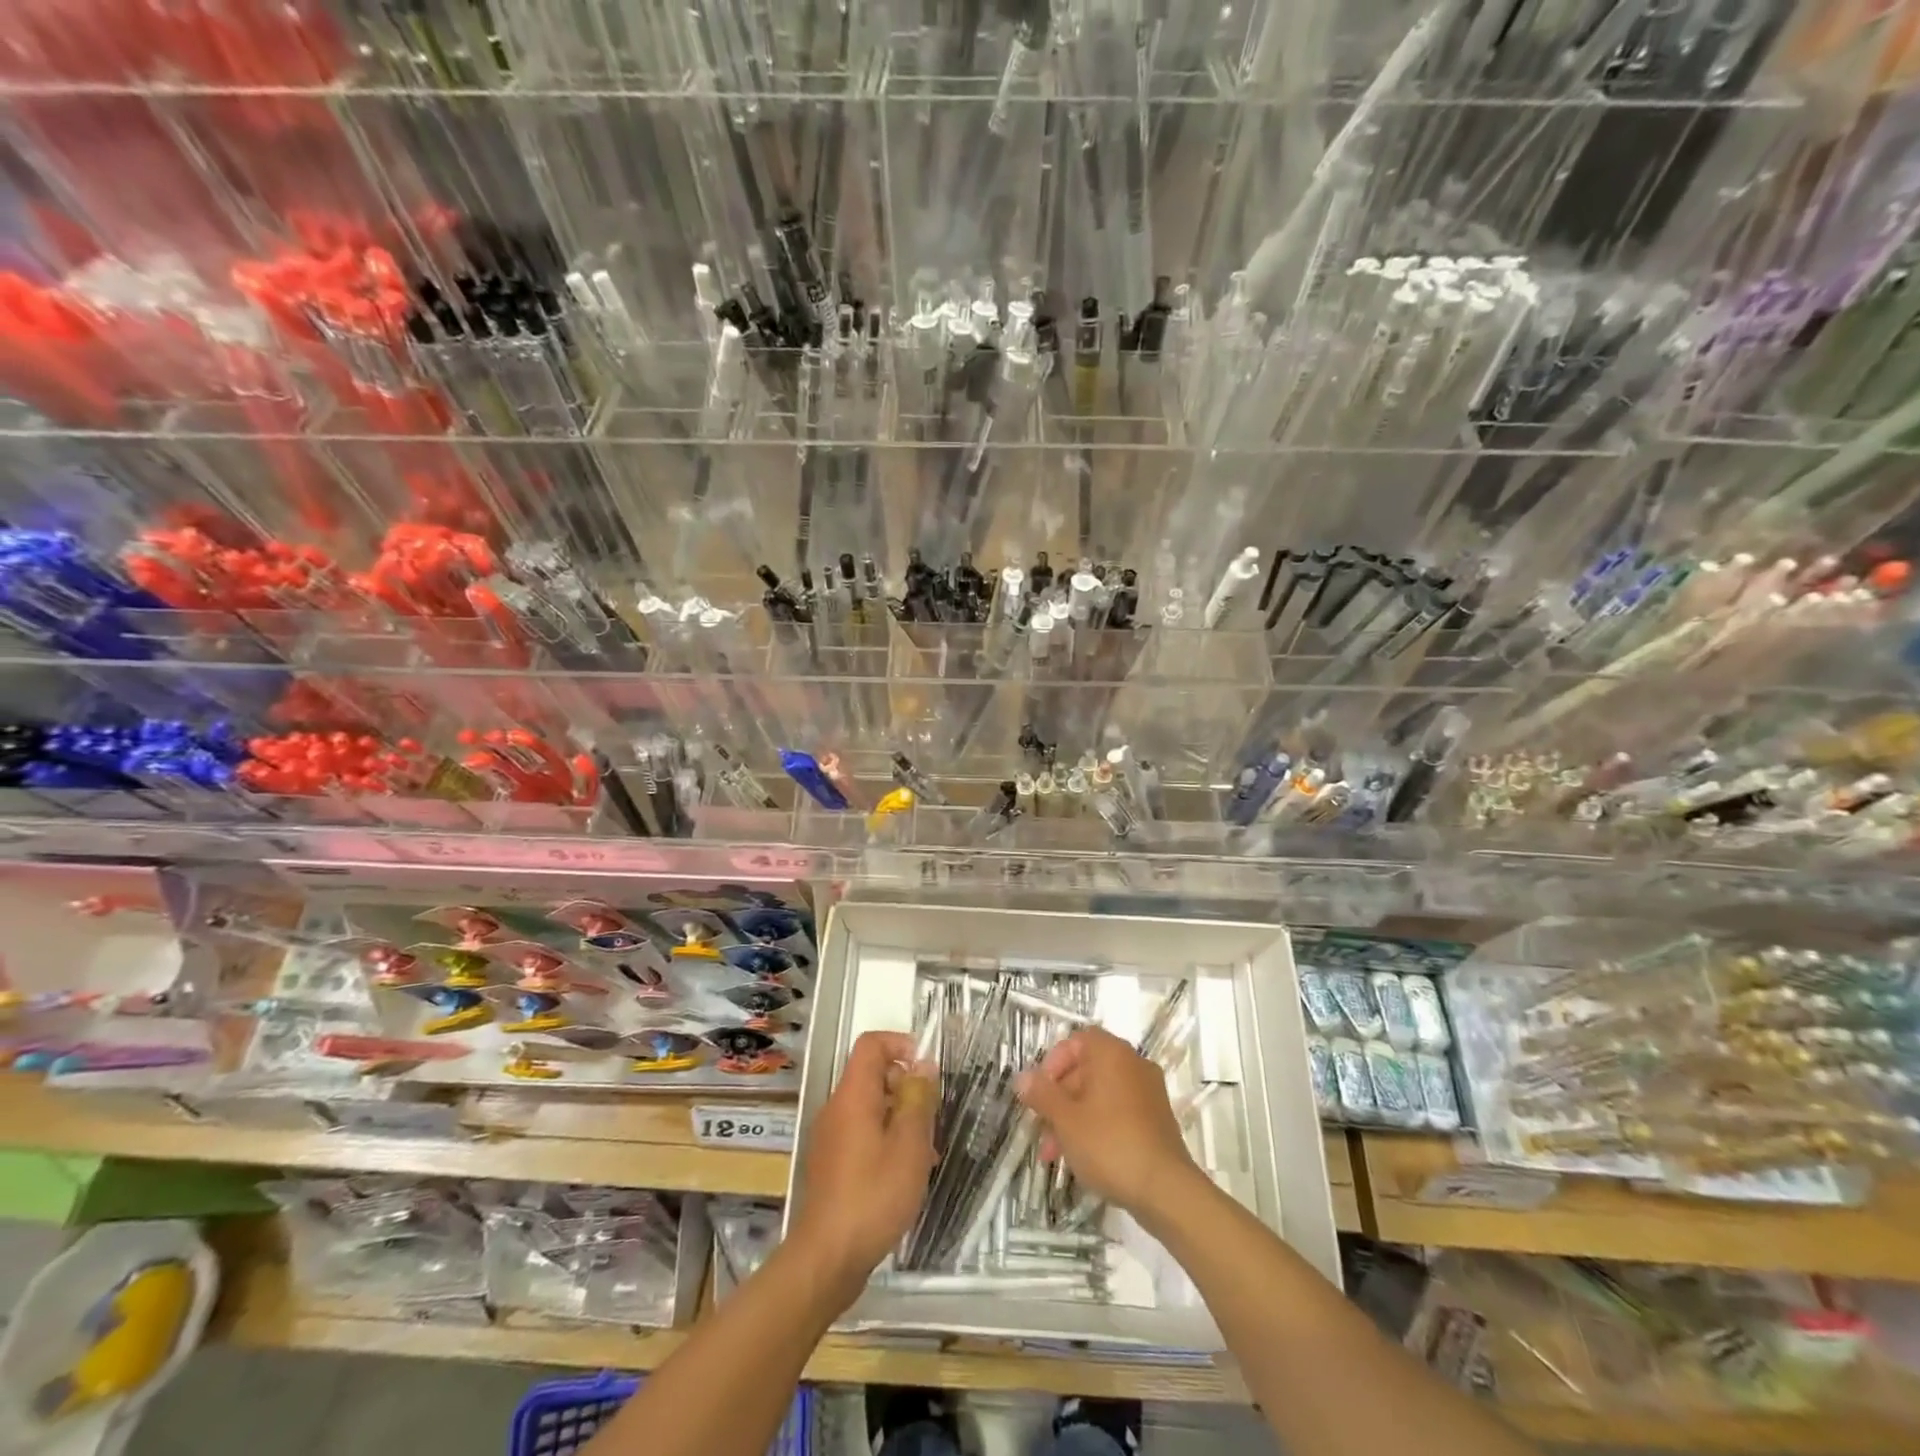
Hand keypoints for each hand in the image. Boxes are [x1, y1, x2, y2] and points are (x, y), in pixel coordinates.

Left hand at [790, 1031, 936, 1298]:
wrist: (827, 1258)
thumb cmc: (874, 1195)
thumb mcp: (909, 1146)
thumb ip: (918, 1100)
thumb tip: (923, 1066)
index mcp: (853, 1095)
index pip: (871, 1044)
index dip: (900, 1044)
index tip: (927, 1068)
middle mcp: (837, 1108)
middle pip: (872, 1076)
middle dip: (906, 1086)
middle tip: (932, 1116)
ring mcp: (831, 1137)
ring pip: (870, 1108)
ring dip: (900, 1117)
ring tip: (926, 1150)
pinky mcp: (831, 1165)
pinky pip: (862, 1134)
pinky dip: (886, 1140)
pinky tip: (906, 1174)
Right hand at [1015, 1027, 1203, 1222]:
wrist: (1166, 1190)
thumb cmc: (1109, 1144)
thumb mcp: (1066, 1119)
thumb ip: (1042, 1094)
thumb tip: (1022, 1077)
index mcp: (1112, 1053)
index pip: (1077, 1041)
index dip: (1054, 1062)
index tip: (1040, 1092)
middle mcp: (1133, 1064)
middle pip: (1087, 1069)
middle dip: (1059, 1099)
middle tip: (1042, 1130)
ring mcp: (1149, 1092)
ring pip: (1100, 1094)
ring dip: (1074, 1117)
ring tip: (1054, 1154)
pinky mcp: (1157, 1120)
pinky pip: (1119, 1111)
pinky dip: (1098, 1126)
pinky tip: (1083, 1157)